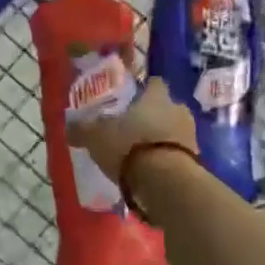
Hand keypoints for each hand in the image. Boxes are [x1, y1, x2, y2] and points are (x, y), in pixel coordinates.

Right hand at [68, 79, 198, 184]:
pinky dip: (168, 159)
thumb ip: (83, 130)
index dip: (144, 90)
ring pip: (175, 130)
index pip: (154, 83)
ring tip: (143, 154)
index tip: (132, 100)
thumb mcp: (96, 137)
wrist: (165, 181)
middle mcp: (178, 109)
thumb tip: (69, 126)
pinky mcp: (196, 160)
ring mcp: (191, 135)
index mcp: (156, 97)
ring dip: (162, 138)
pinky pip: (180, 154)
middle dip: (153, 116)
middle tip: (134, 129)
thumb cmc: (129, 147)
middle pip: (167, 108)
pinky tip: (153, 171)